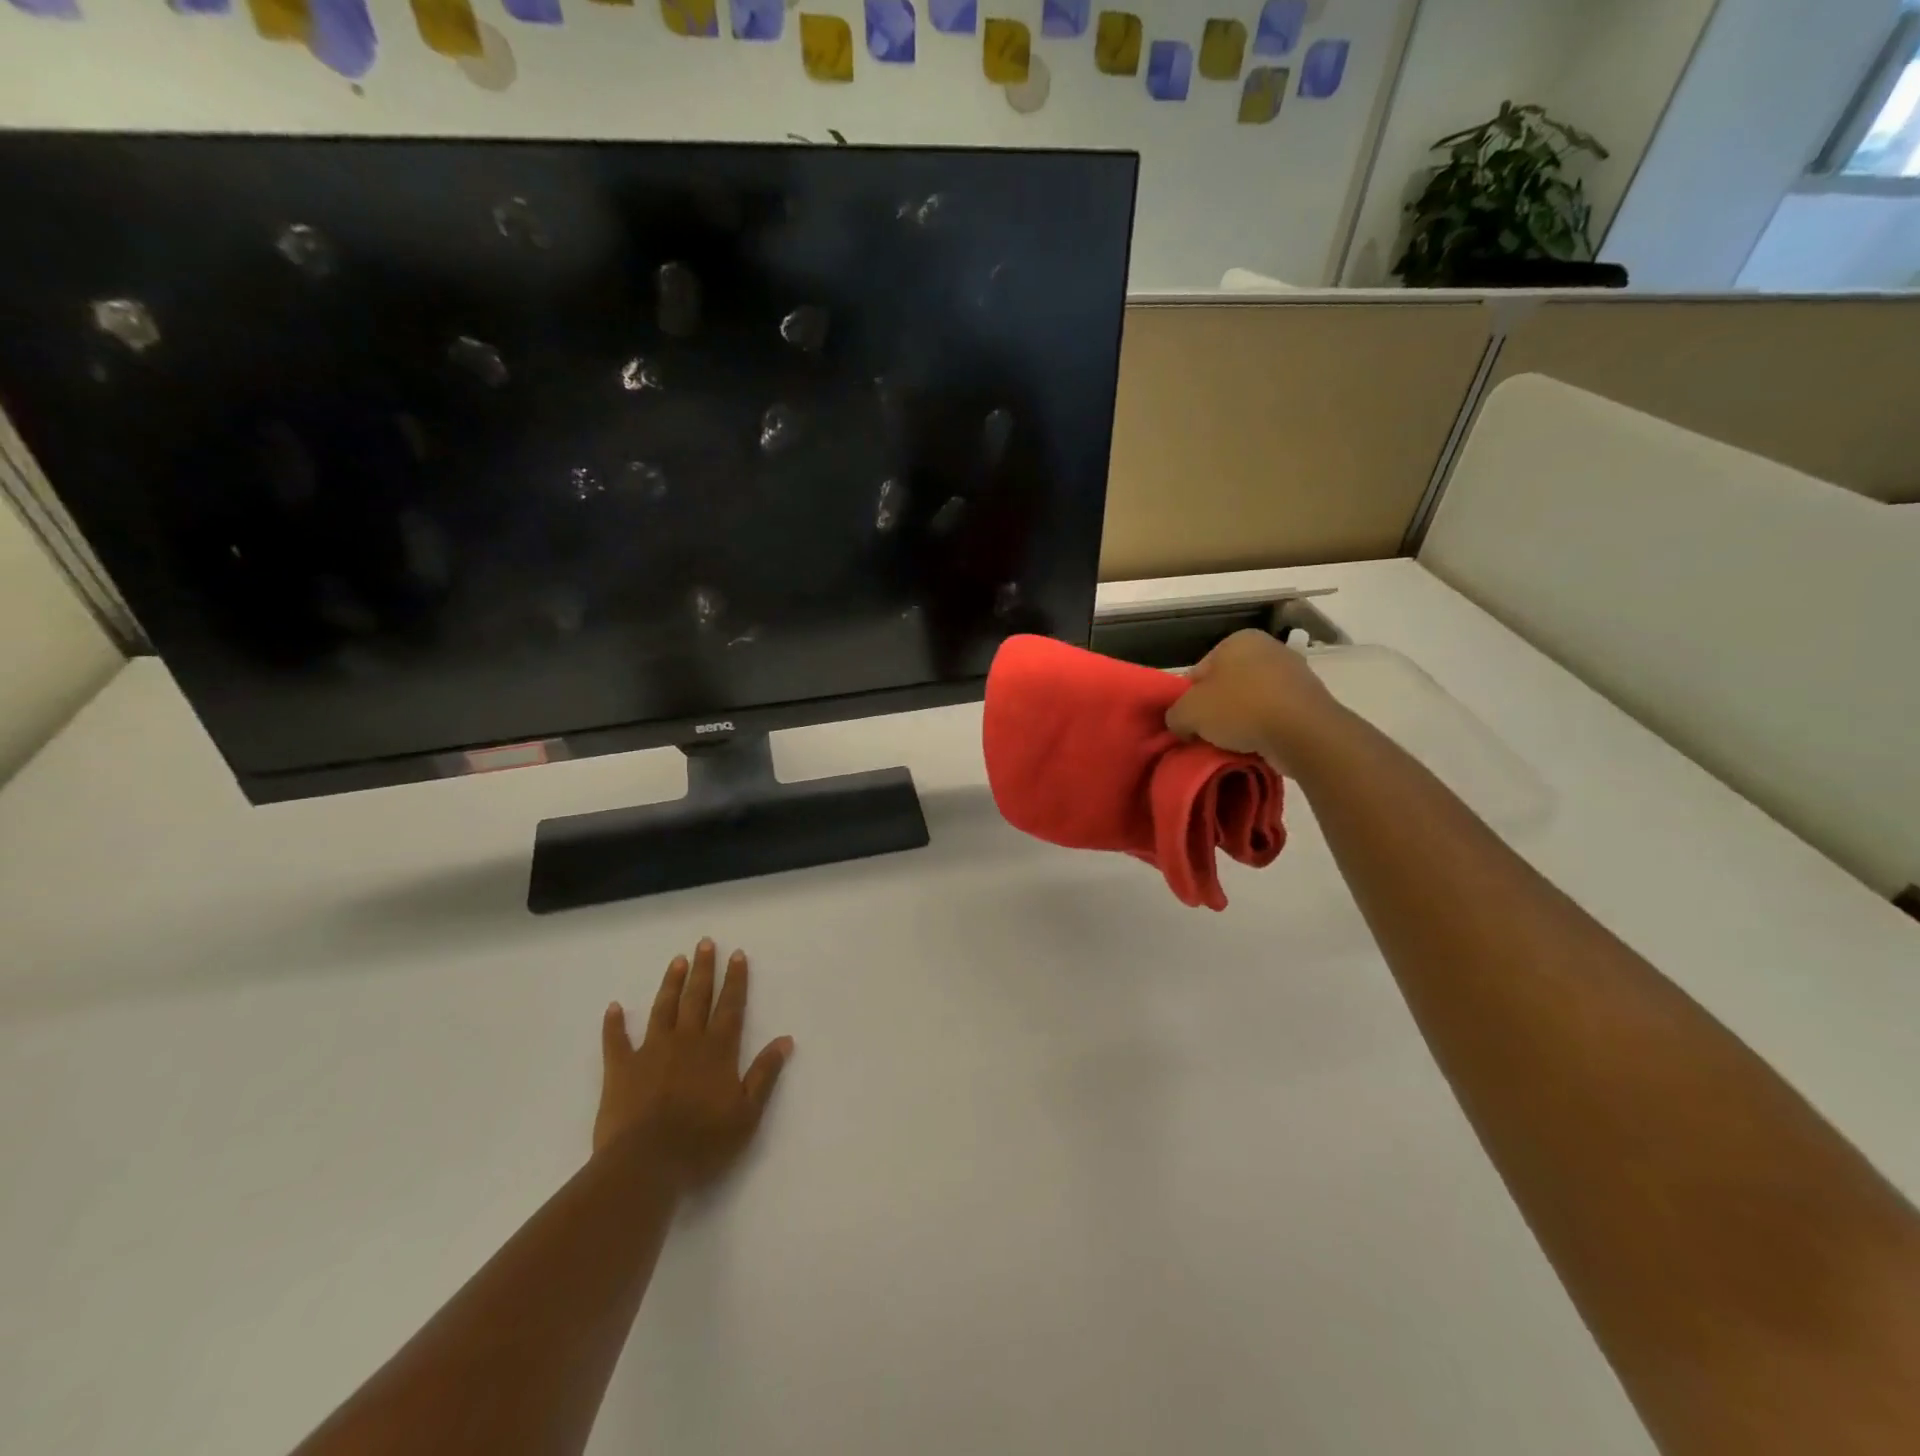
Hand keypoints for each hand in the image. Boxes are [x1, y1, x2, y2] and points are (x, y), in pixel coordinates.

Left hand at [595, 939, 793, 1193]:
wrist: (646, 1164)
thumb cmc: (703, 1142)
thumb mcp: (747, 1113)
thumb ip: (765, 1074)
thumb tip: (785, 1040)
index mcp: (718, 1050)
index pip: (730, 1007)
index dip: (735, 980)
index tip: (737, 955)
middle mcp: (687, 1041)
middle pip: (697, 998)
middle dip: (703, 970)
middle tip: (705, 943)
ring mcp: (651, 1052)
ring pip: (663, 1009)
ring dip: (670, 984)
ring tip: (676, 960)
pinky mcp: (621, 1069)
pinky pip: (616, 1040)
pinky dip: (614, 1024)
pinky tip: (614, 1007)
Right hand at [1165, 629, 1342, 774]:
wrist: (1303, 733)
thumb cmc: (1240, 709)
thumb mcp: (1188, 713)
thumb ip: (1174, 715)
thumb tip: (1181, 724)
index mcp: (1237, 640)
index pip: (1198, 672)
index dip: (1187, 701)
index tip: (1188, 724)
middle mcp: (1268, 648)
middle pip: (1226, 687)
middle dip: (1215, 711)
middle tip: (1205, 737)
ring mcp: (1293, 673)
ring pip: (1250, 703)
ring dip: (1239, 723)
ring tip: (1231, 746)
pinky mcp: (1310, 700)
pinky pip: (1274, 716)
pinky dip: (1263, 730)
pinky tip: (1256, 747)